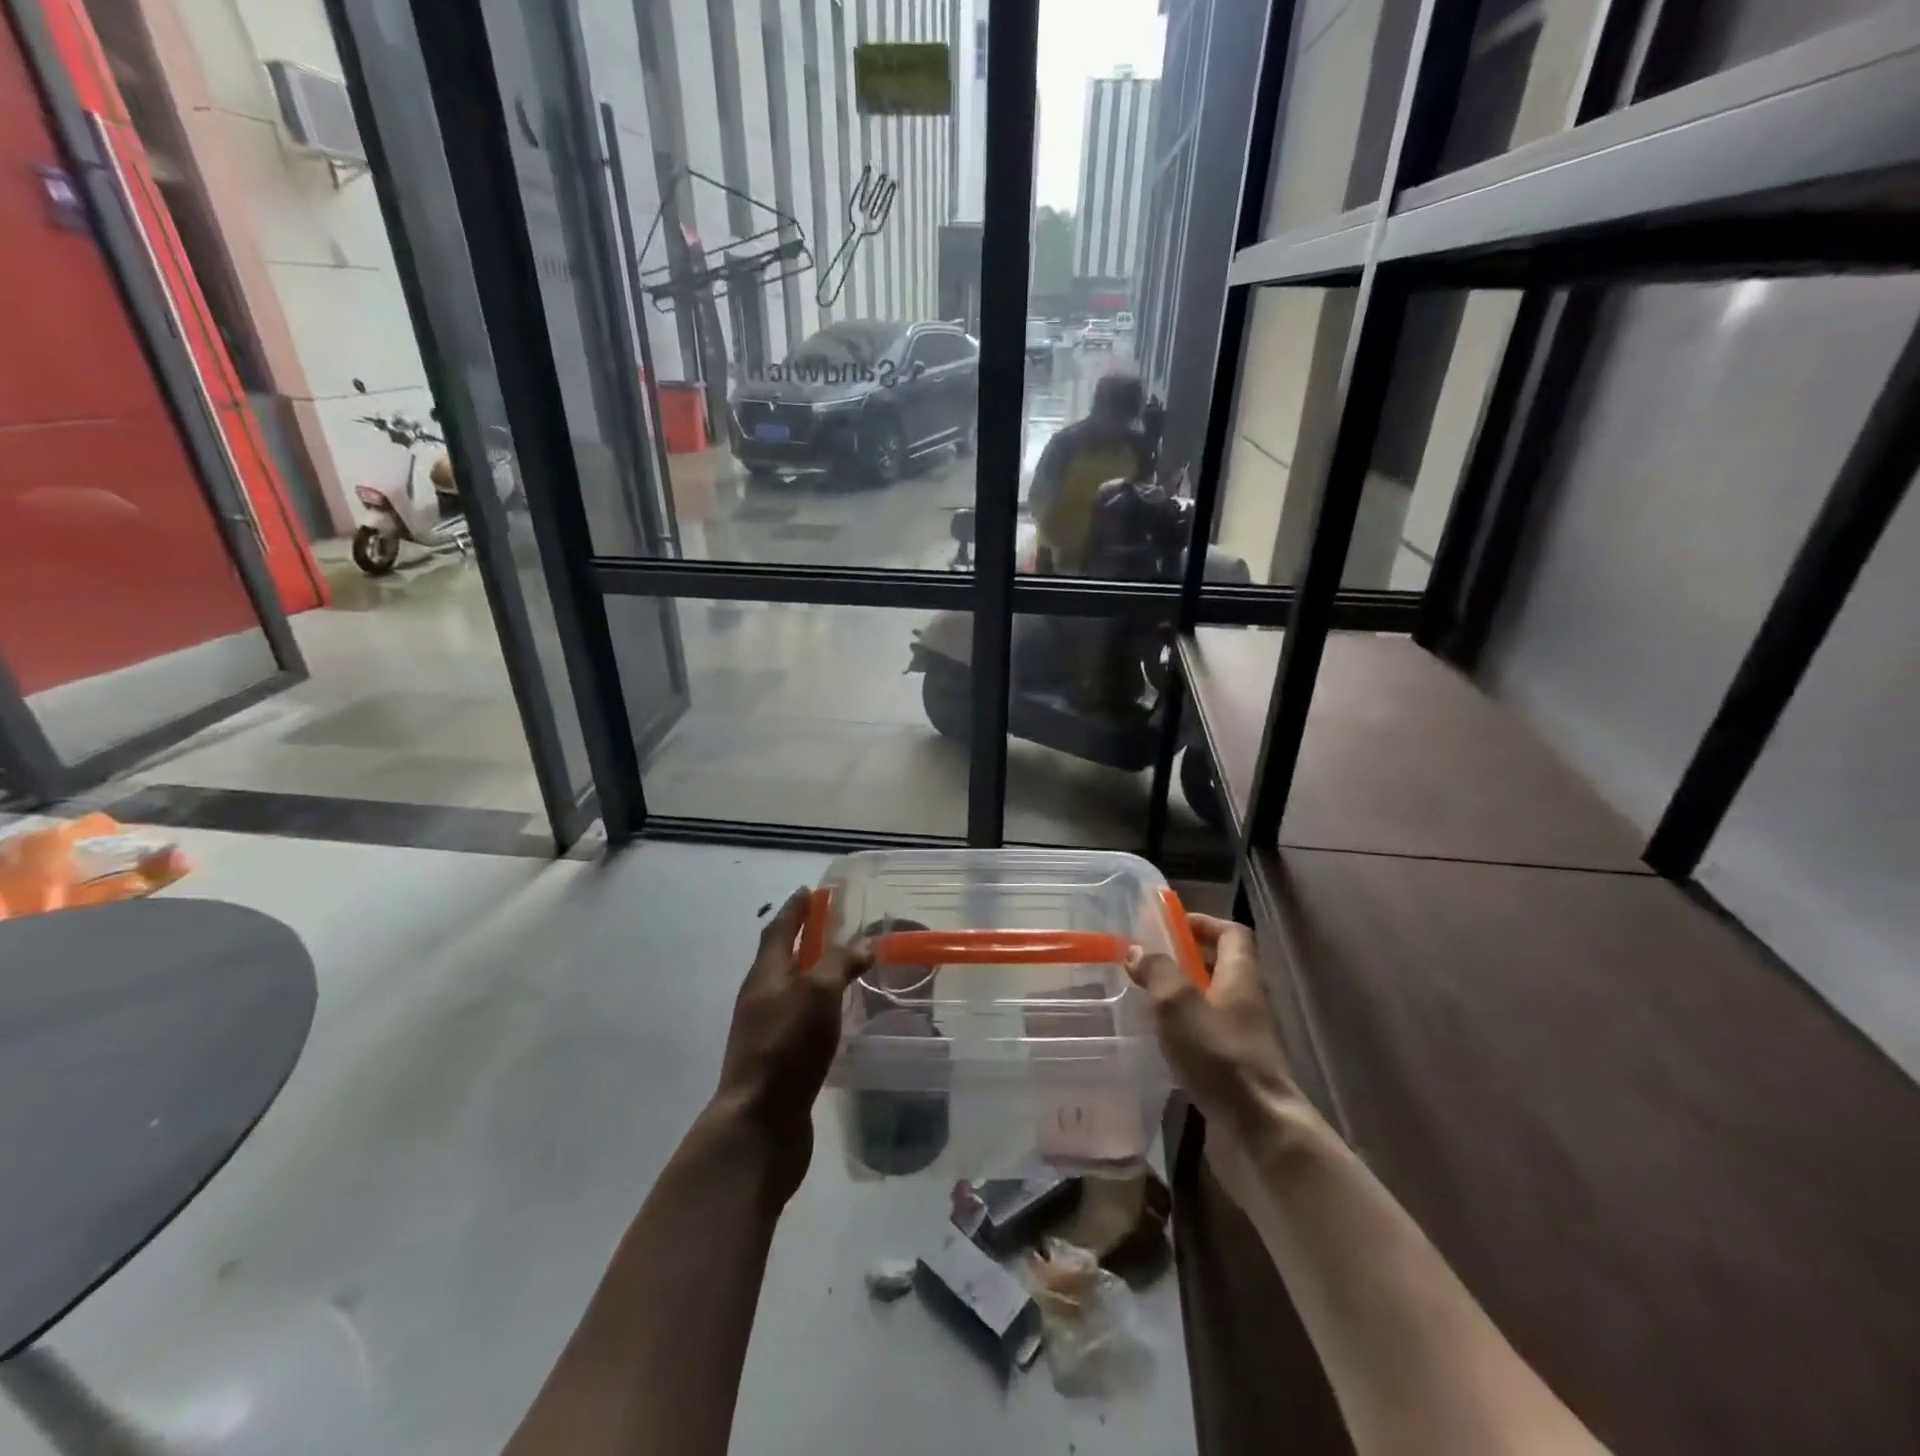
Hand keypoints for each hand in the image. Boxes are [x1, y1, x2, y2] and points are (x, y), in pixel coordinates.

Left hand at [710, 890, 869, 1198]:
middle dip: (804, 939)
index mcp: (765, 975)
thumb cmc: (787, 1047)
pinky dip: (818, 1006)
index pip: (778, 930)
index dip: (795, 909)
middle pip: (781, 958)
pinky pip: (800, 1019)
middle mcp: (761, 998)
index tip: (810, 891)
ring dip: (812, 974)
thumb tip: (864, 943)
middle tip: (834, 926)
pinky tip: (838, 1016)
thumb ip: (840, 963)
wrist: (759, 1125)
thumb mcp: (817, 994)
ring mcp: (767, 1031)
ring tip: (843, 968)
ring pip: (791, 990)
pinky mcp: (779, 1059)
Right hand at [1126, 914, 1313, 1211]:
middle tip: (1147, 960)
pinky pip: (1205, 1037)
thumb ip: (1157, 971)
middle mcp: (1246, 1003)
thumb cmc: (1220, 1056)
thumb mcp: (1179, 1004)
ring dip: (1180, 997)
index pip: (1233, 934)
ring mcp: (1241, 1039)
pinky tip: (1155, 1041)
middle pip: (1221, 967)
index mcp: (1241, 977)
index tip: (1172, 924)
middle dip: (1186, 959)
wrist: (1258, 1131)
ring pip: (1210, 1004)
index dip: (1205, 923)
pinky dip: (1182, 1031)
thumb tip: (1136, 950)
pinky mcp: (1232, 1070)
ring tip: (1142, 997)